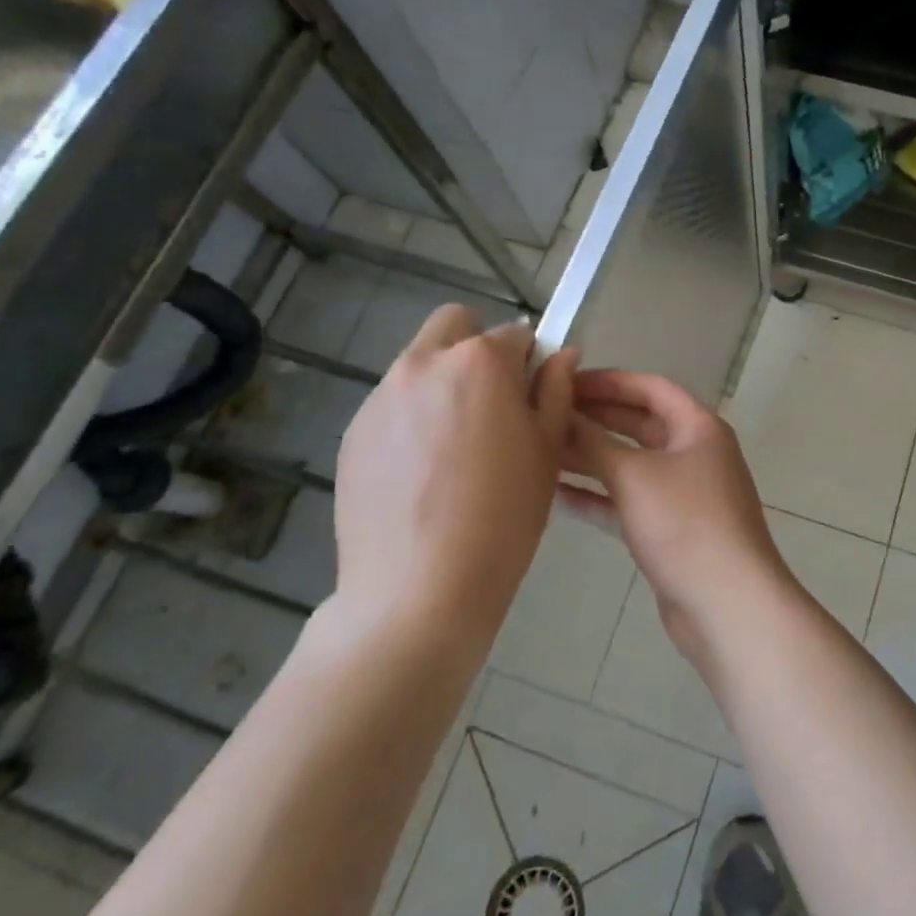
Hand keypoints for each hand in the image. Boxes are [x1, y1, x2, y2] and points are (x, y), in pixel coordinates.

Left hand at [330, 305, 576, 655]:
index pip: (515, 332)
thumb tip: (562, 354)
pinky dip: (412, 420)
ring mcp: (380, 397)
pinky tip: (422, 476)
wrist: (419, 590)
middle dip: (476, 348)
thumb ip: (556, 391)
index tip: (531, 397)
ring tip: (454, 452)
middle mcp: (423, 364)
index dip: (529, 361)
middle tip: (491, 404)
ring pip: (419, 365)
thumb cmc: (504, 517)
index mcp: (479, 362)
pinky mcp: (353, 433)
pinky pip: (392, 406)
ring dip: (442, 384)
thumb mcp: (547, 451)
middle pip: (454, 325)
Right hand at [560, 369, 793, 673]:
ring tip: (543, 451)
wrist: (727, 603)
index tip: (564, 382)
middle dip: (596, 418)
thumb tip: (560, 416)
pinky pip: (630, 501)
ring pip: (632, 465)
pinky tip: (558, 496)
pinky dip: (599, 497)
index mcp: (698, 427)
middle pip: (640, 424)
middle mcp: (695, 453)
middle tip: (547, 414)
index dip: (608, 381)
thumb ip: (594, 444)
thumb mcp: (635, 476)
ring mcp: (685, 494)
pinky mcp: (672, 530)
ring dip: (592, 458)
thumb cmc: (685, 524)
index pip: (650, 388)